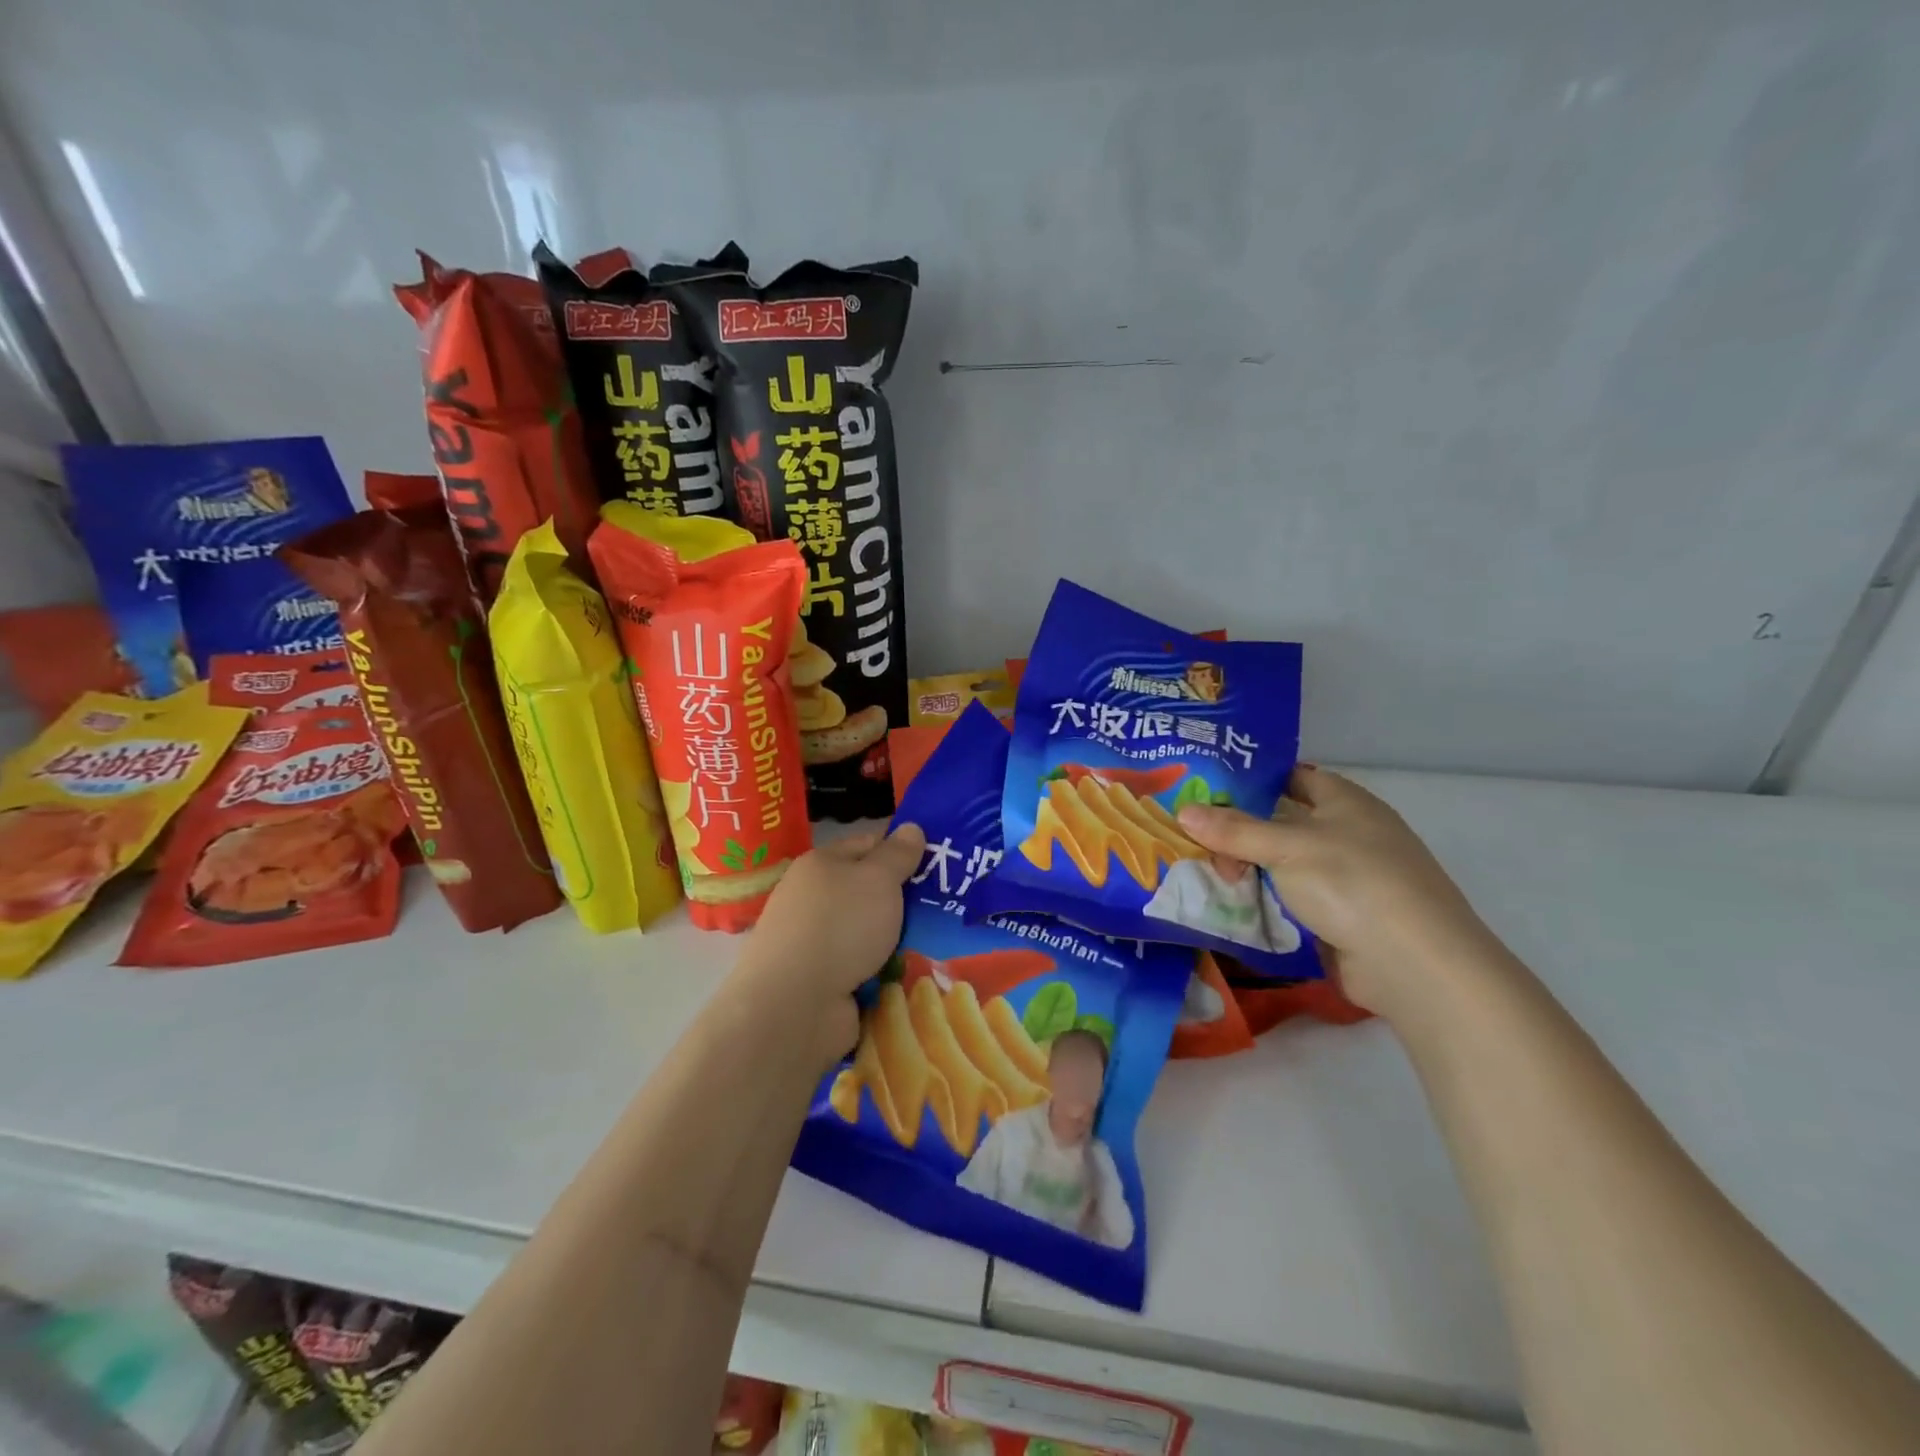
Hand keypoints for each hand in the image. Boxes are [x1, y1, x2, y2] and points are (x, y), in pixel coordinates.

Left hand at [729, 823, 926, 1069]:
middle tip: (946, 905)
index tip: (939, 863)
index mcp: (821, 865)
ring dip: (895, 939)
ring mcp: (815, 942)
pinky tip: (908, 975)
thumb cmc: (840, 926)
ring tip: (936, 942)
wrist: (795, 1006)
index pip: (868, 844)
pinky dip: (882, 971)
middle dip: (904, 899)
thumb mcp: (878, 879)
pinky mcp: (821, 981)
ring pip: (868, 931)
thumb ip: (898, 854)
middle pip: (869, 891)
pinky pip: (862, 967)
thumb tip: (911, 828)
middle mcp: (813, 899)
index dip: (901, 850)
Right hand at [1177, 767, 1488, 1016]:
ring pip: (1284, 863)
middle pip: (1282, 822)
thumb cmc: (1352, 882)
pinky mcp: (1343, 916)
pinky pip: (1292, 898)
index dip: (1252, 778)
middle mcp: (1349, 833)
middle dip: (1238, 829)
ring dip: (1248, 868)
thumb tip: (1183, 811)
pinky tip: (1231, 902)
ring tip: (1201, 870)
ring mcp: (1348, 877)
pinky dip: (1264, 898)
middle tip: (1192, 837)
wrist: (1415, 964)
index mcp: (1345, 802)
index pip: (1293, 776)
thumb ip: (1234, 830)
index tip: (1206, 785)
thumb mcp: (1286, 847)